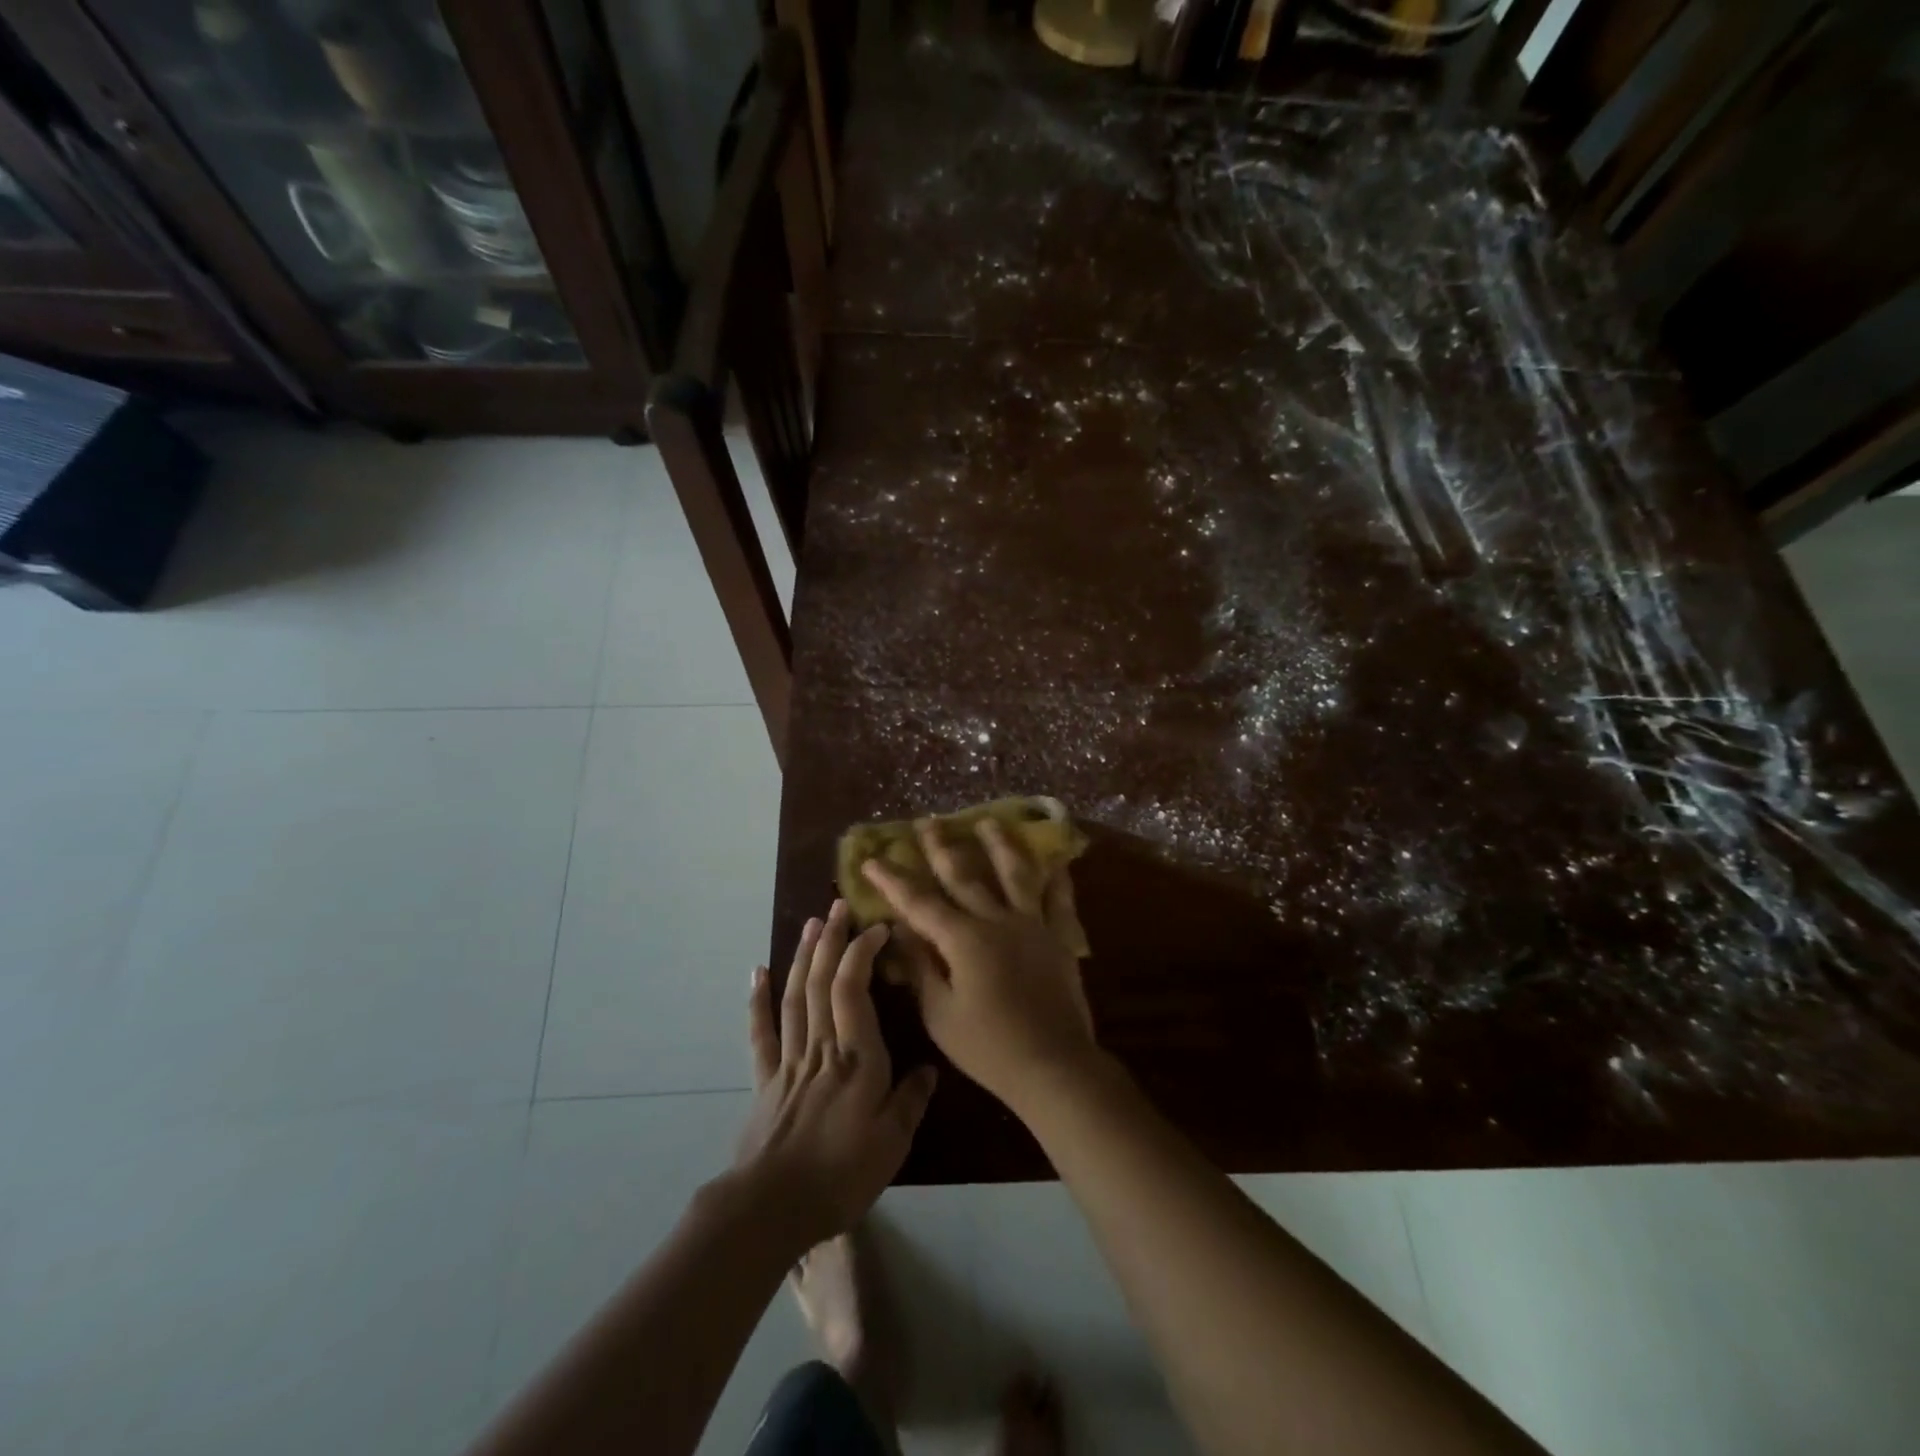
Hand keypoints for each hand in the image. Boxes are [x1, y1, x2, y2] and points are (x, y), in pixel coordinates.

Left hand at [733, 900, 937, 1251]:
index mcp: (855, 1058)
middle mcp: (821, 1047)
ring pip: (795, 996)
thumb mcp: (893, 1144)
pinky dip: (758, 1000)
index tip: (877, 926)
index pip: (854, 989)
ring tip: (810, 923)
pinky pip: (761, 1032)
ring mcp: (789, 1060)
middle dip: (831, 940)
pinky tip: (759, 971)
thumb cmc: (840, 1175)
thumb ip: (911, 1100)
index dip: (862, 952)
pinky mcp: (765, 1080)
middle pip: (822, 982)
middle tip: (837, 905)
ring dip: (804, 956)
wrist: (770, 1210)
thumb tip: (929, 1068)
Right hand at [861, 818, 1100, 1112]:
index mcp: (962, 939)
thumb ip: (920, 968)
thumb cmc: (988, 1047)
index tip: (872, 859)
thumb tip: (900, 930)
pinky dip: (1057, 878)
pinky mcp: (1059, 938)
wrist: (1053, 1065)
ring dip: (999, 845)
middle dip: (941, 847)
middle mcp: (996, 920)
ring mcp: (1032, 924)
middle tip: (928, 822)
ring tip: (988, 821)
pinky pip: (1059, 900)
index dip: (893, 880)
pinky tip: (1056, 861)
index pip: (919, 902)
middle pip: (964, 875)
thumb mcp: (940, 1014)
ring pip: (1014, 874)